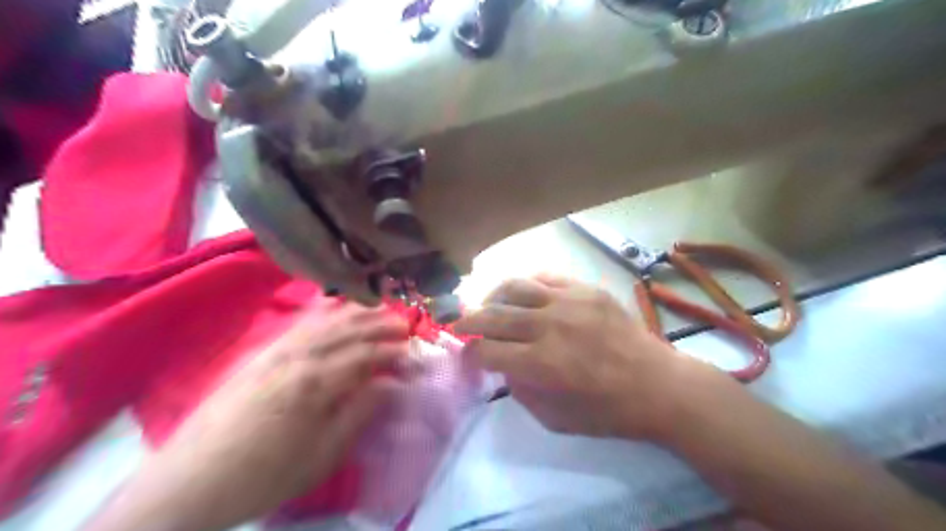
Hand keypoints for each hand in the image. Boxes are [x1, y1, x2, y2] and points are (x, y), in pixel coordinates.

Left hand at [87, 299, 410, 529]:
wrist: (190, 483)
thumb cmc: (263, 475)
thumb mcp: (321, 455)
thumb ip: (358, 413)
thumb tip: (389, 384)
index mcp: (315, 383)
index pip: (365, 355)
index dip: (392, 351)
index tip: (412, 352)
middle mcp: (297, 356)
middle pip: (347, 330)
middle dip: (380, 324)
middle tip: (404, 323)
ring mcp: (276, 350)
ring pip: (325, 321)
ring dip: (355, 312)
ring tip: (379, 309)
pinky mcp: (261, 353)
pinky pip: (298, 322)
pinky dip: (321, 310)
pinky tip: (333, 304)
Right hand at [453, 276, 712, 440]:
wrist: (658, 385)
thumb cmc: (607, 410)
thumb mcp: (556, 419)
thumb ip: (521, 390)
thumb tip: (502, 364)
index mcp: (542, 365)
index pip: (487, 351)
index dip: (470, 355)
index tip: (468, 358)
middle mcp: (549, 327)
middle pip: (492, 316)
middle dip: (468, 322)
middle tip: (459, 326)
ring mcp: (569, 302)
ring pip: (514, 287)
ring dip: (492, 297)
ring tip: (487, 305)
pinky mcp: (586, 289)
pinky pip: (545, 277)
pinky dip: (526, 285)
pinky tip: (521, 294)